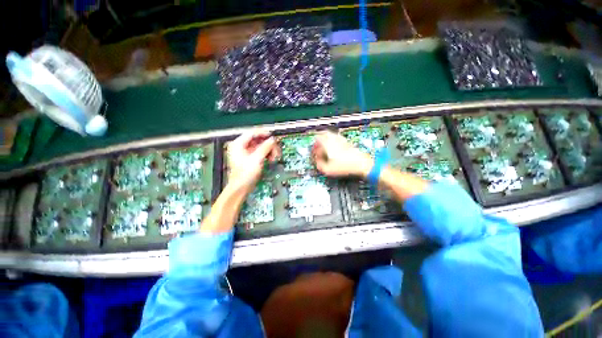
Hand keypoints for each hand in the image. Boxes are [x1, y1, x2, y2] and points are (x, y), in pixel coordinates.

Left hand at [227, 131, 279, 193]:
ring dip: (269, 150)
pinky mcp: (251, 159)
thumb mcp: (256, 159)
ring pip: (261, 147)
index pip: (252, 133)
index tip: (272, 136)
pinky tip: (270, 159)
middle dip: (268, 145)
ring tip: (273, 156)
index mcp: (238, 144)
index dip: (263, 133)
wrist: (241, 187)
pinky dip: (267, 155)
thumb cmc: (244, 174)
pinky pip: (261, 153)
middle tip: (275, 149)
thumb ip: (265, 147)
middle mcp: (242, 147)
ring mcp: (246, 153)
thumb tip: (272, 140)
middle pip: (258, 140)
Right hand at [312, 131, 373, 177]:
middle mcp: (334, 139)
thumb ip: (319, 165)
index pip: (317, 139)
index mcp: (327, 144)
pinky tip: (335, 149)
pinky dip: (333, 141)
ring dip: (326, 140)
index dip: (314, 145)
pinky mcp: (347, 142)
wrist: (361, 163)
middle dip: (319, 139)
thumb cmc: (344, 166)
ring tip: (325, 148)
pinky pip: (337, 138)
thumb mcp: (328, 170)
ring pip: (331, 135)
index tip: (314, 152)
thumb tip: (317, 162)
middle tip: (318, 146)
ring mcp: (341, 139)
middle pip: (324, 133)